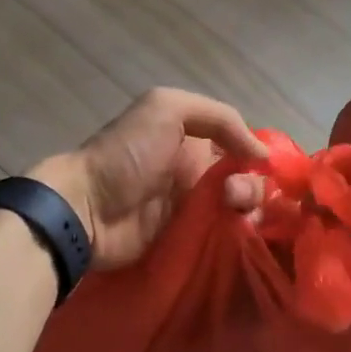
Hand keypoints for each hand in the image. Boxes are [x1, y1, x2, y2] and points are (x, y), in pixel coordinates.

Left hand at [35, 89, 266, 269]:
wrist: (87, 208)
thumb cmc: (127, 153)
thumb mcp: (167, 108)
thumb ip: (219, 118)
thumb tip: (261, 155)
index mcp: (194, 139)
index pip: (242, 146)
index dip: (257, 155)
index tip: (264, 167)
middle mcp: (199, 173)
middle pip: (247, 181)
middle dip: (252, 187)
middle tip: (232, 196)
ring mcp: (195, 210)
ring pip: (242, 211)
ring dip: (248, 210)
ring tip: (232, 212)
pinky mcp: (190, 243)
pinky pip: (225, 237)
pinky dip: (238, 235)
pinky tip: (238, 233)